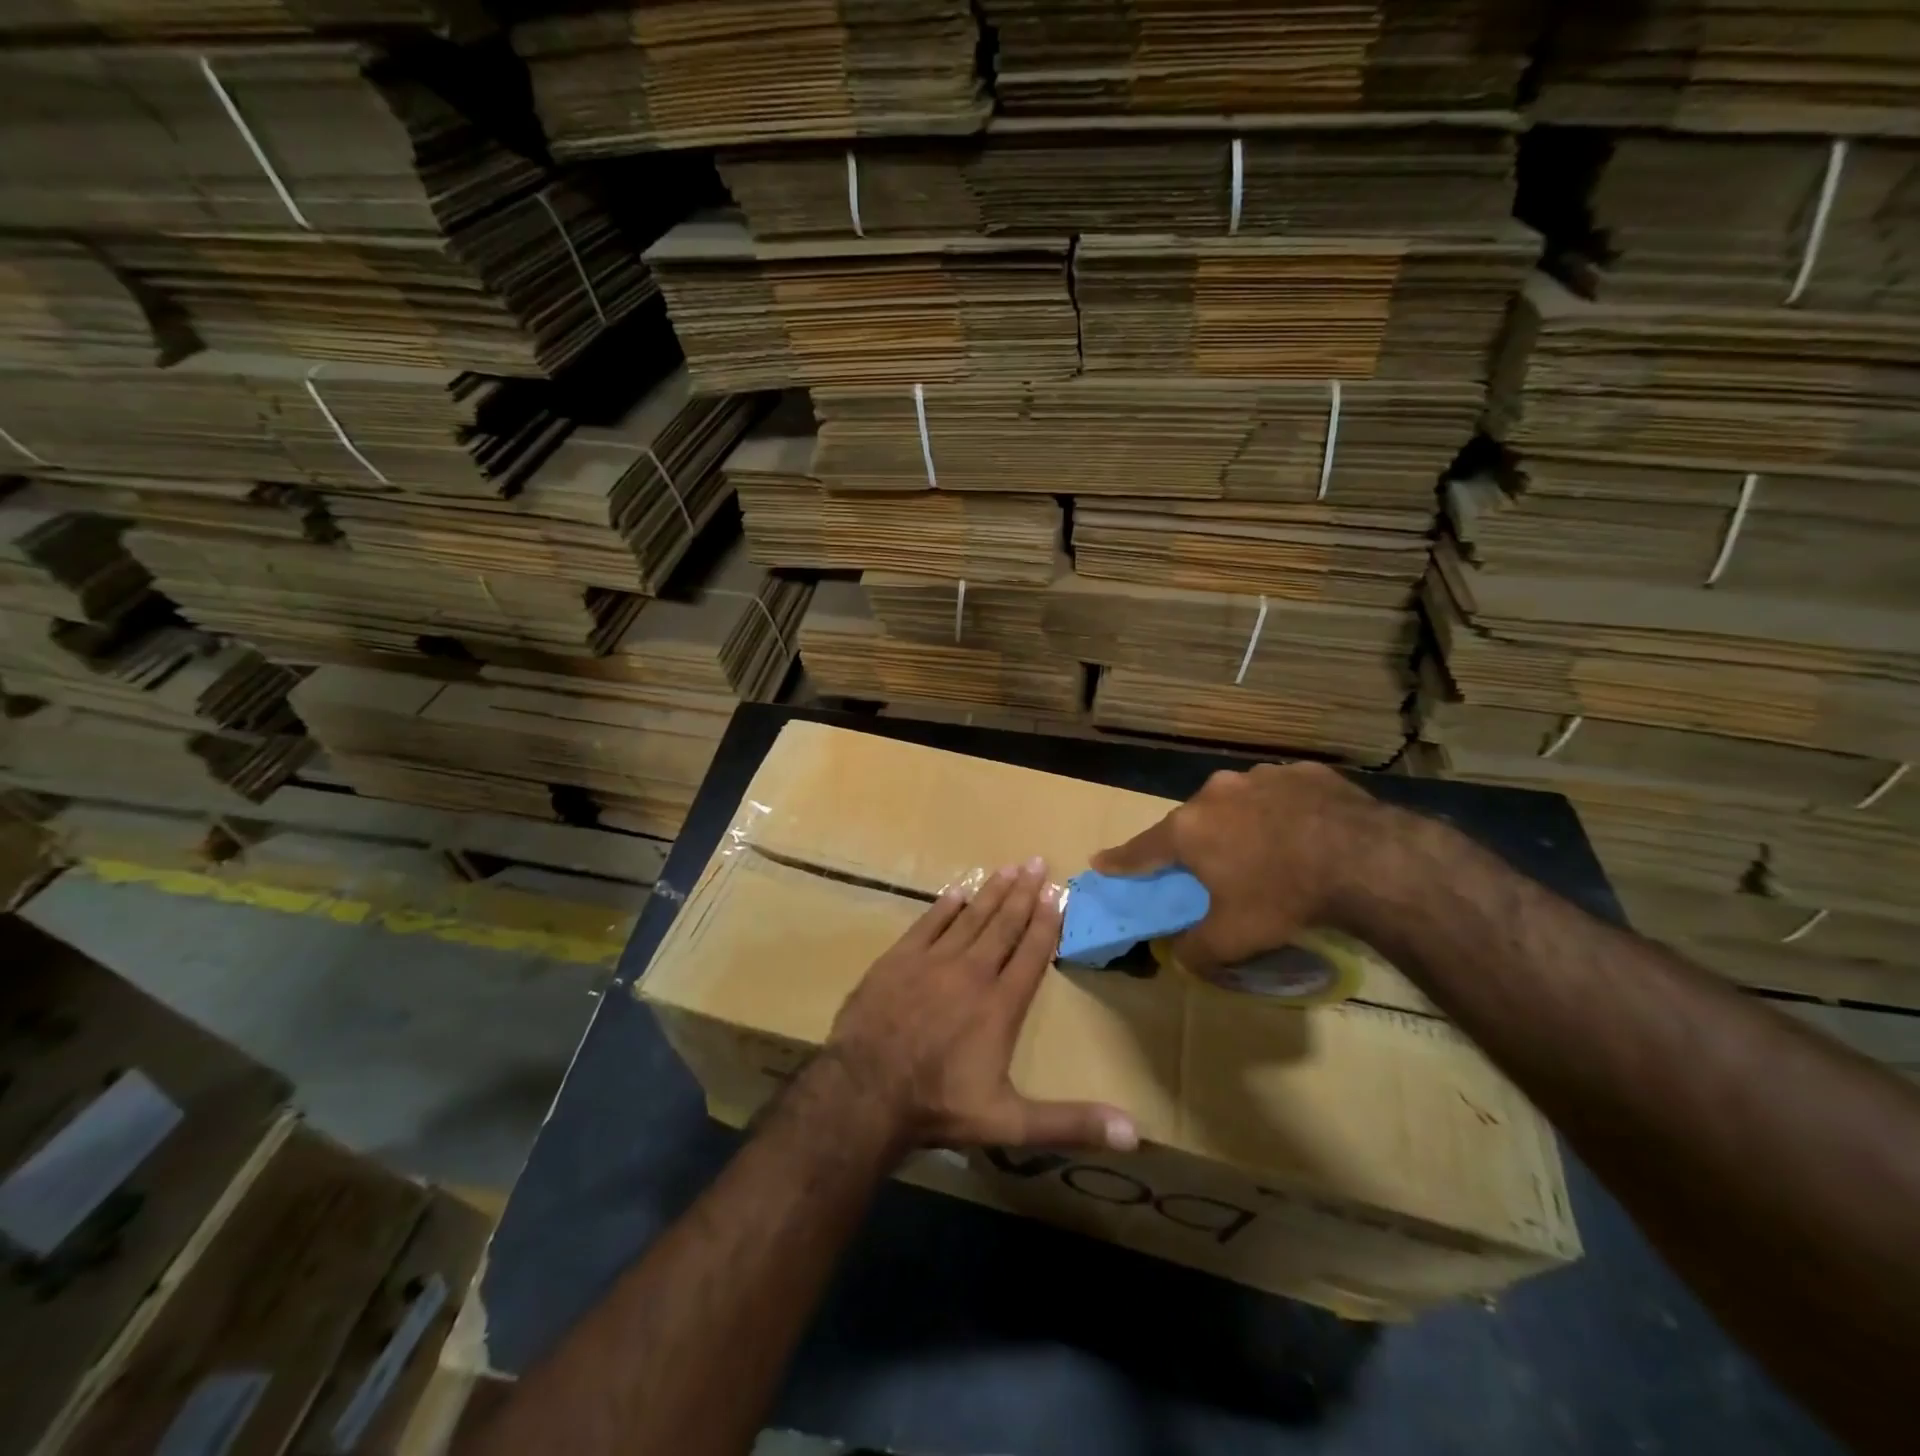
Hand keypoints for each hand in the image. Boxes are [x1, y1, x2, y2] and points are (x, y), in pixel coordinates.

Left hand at [827, 857, 1138, 1155]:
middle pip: (1003, 925)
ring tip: (1008, 867)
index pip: (1031, 953)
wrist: (865, 1091)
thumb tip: (1134, 1134)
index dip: (1047, 922)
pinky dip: (945, 906)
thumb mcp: (1011, 1123)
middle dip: (1023, 893)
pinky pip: (928, 923)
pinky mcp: (898, 959)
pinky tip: (957, 891)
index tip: (1058, 892)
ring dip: (991, 891)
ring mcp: (932, 961)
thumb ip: (1070, 1122)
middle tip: (1037, 862)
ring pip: (970, 917)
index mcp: (1000, 1005)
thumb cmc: (940, 1106)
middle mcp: (972, 973)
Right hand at [1091, 762, 1387, 971]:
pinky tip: (1305, 833)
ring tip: (1267, 851)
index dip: (1120, 861)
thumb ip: (1196, 950)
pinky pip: (1281, 793)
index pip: (1141, 849)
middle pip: (1192, 822)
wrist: (1365, 859)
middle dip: (1195, 843)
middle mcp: (1216, 794)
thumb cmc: (1284, 896)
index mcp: (1189, 830)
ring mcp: (1260, 776)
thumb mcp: (1234, 938)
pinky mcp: (1303, 771)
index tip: (1100, 861)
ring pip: (1237, 803)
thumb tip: (1179, 957)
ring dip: (1241, 824)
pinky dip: (1282, 811)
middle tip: (1208, 867)